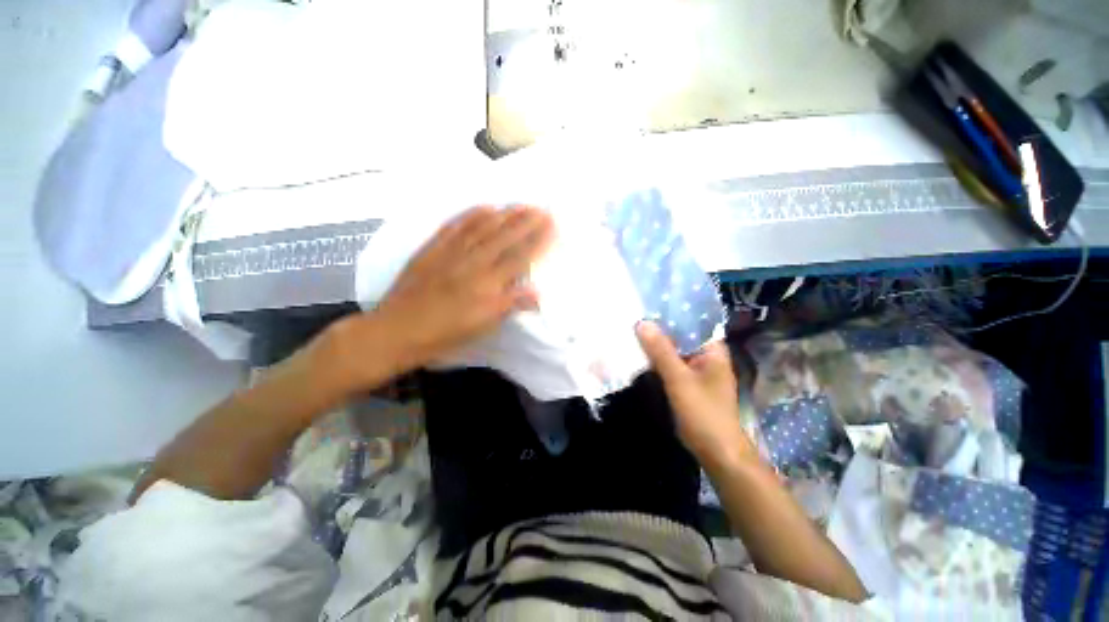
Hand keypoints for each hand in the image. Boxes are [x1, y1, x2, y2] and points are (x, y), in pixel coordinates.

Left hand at [365, 205, 554, 371]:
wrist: (396, 330)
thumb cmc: (444, 334)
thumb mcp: (481, 326)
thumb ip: (510, 305)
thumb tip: (538, 292)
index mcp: (487, 283)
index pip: (520, 256)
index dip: (539, 240)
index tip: (553, 226)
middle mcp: (473, 262)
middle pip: (505, 237)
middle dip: (527, 221)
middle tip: (543, 208)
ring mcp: (451, 252)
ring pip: (483, 227)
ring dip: (505, 214)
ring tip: (521, 204)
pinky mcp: (432, 248)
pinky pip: (455, 226)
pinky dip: (472, 215)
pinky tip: (484, 207)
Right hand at [635, 321, 752, 465]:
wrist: (715, 451)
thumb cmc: (703, 412)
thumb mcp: (679, 379)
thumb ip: (661, 351)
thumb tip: (642, 323)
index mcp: (712, 350)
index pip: (692, 321)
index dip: (672, 311)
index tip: (650, 302)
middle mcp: (705, 356)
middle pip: (681, 335)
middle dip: (660, 327)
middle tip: (636, 312)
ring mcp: (695, 370)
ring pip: (673, 350)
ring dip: (656, 343)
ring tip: (633, 327)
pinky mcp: (686, 382)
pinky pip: (669, 364)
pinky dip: (656, 359)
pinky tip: (639, 352)